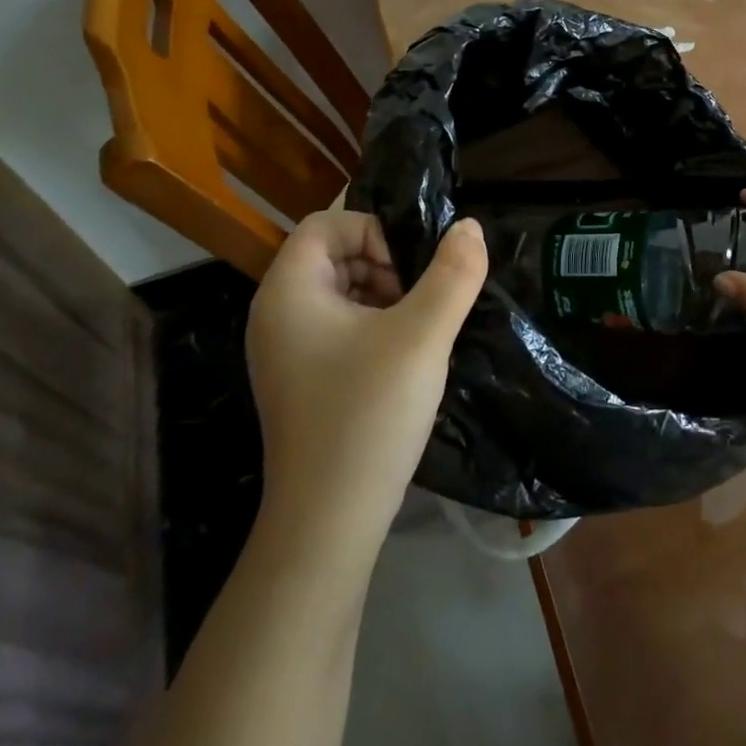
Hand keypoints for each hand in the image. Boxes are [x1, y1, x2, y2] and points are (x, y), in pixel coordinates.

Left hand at [245, 210, 486, 537]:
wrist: (329, 521)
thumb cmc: (369, 414)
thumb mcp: (423, 335)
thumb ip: (453, 274)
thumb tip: (468, 226)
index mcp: (289, 292)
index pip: (326, 224)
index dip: (373, 231)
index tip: (411, 269)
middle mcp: (277, 314)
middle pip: (333, 254)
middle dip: (384, 264)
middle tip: (421, 300)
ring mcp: (286, 351)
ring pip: (341, 291)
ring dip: (385, 295)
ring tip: (419, 330)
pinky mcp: (303, 379)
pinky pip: (340, 326)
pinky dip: (375, 326)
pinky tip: (405, 358)